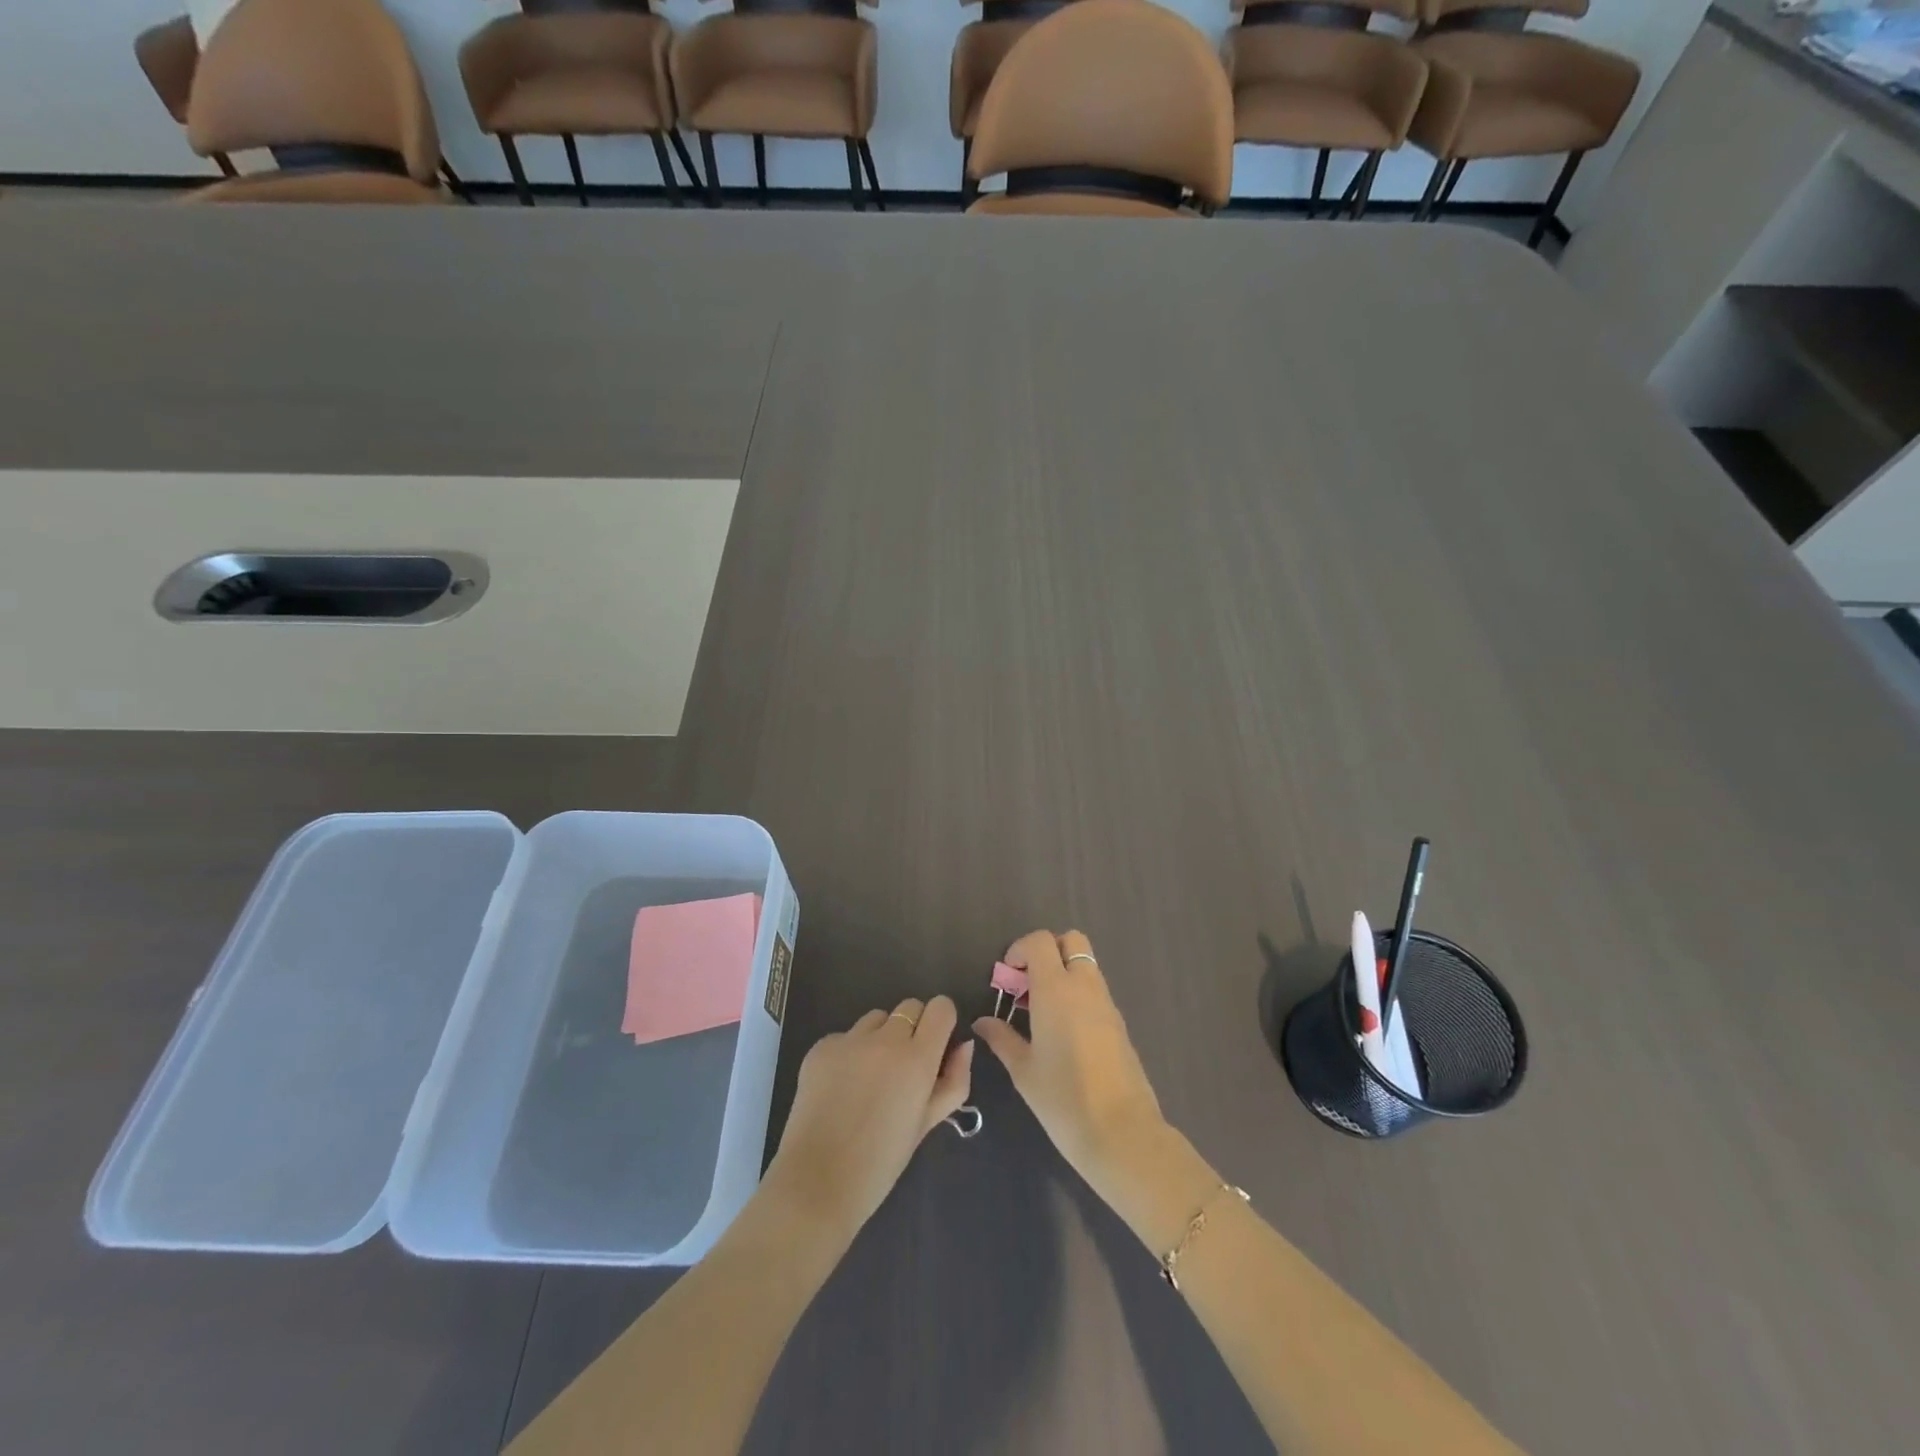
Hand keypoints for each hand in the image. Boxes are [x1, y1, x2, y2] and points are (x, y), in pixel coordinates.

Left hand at [764, 995, 973, 1246]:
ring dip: (880, 1037)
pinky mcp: (821, 1046)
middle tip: (903, 1066)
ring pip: (877, 1018)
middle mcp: (885, 1040)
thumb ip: (954, 1081)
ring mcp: (850, 1040)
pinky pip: (846, 1036)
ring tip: (869, 1078)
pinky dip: (849, 1053)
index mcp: (918, 1059)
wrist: (818, 1182)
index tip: (936, 1045)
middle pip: (910, 1007)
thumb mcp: (927, 1123)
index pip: (941, 1007)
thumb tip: (963, 1045)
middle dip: (913, 1028)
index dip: (942, 1022)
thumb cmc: (882, 1162)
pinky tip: (841, 1087)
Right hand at [973, 930, 1170, 1201]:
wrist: (1122, 1133)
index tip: (1007, 978)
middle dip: (1047, 952)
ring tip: (1041, 1013)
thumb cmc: (1063, 1099)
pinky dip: (1078, 995)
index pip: (1040, 941)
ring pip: (1085, 965)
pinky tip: (1063, 1033)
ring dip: (1063, 973)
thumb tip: (983, 1022)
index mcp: (1056, 989)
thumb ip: (1002, 1038)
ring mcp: (1106, 1003)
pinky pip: (1095, 990)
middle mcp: (1084, 986)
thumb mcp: (1023, 1070)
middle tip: (1027, 985)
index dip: (1019, 949)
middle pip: (1070, 941)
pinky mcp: (1119, 1023)